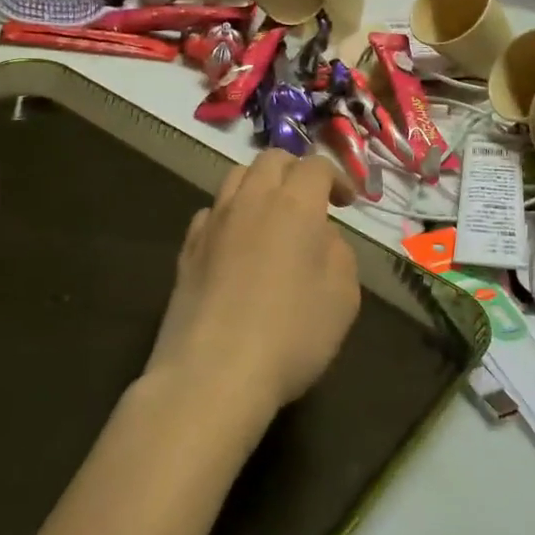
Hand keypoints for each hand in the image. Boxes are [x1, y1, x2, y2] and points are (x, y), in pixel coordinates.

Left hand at [147, 150, 361, 419]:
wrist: (213, 374)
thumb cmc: (292, 333)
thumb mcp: (343, 295)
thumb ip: (338, 251)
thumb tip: (319, 236)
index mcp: (294, 204)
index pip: (315, 165)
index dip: (336, 177)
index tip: (347, 203)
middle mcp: (250, 201)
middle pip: (271, 160)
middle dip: (296, 171)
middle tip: (312, 201)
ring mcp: (213, 224)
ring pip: (236, 178)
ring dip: (260, 186)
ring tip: (273, 217)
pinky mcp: (187, 251)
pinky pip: (211, 213)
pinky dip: (230, 216)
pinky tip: (237, 245)